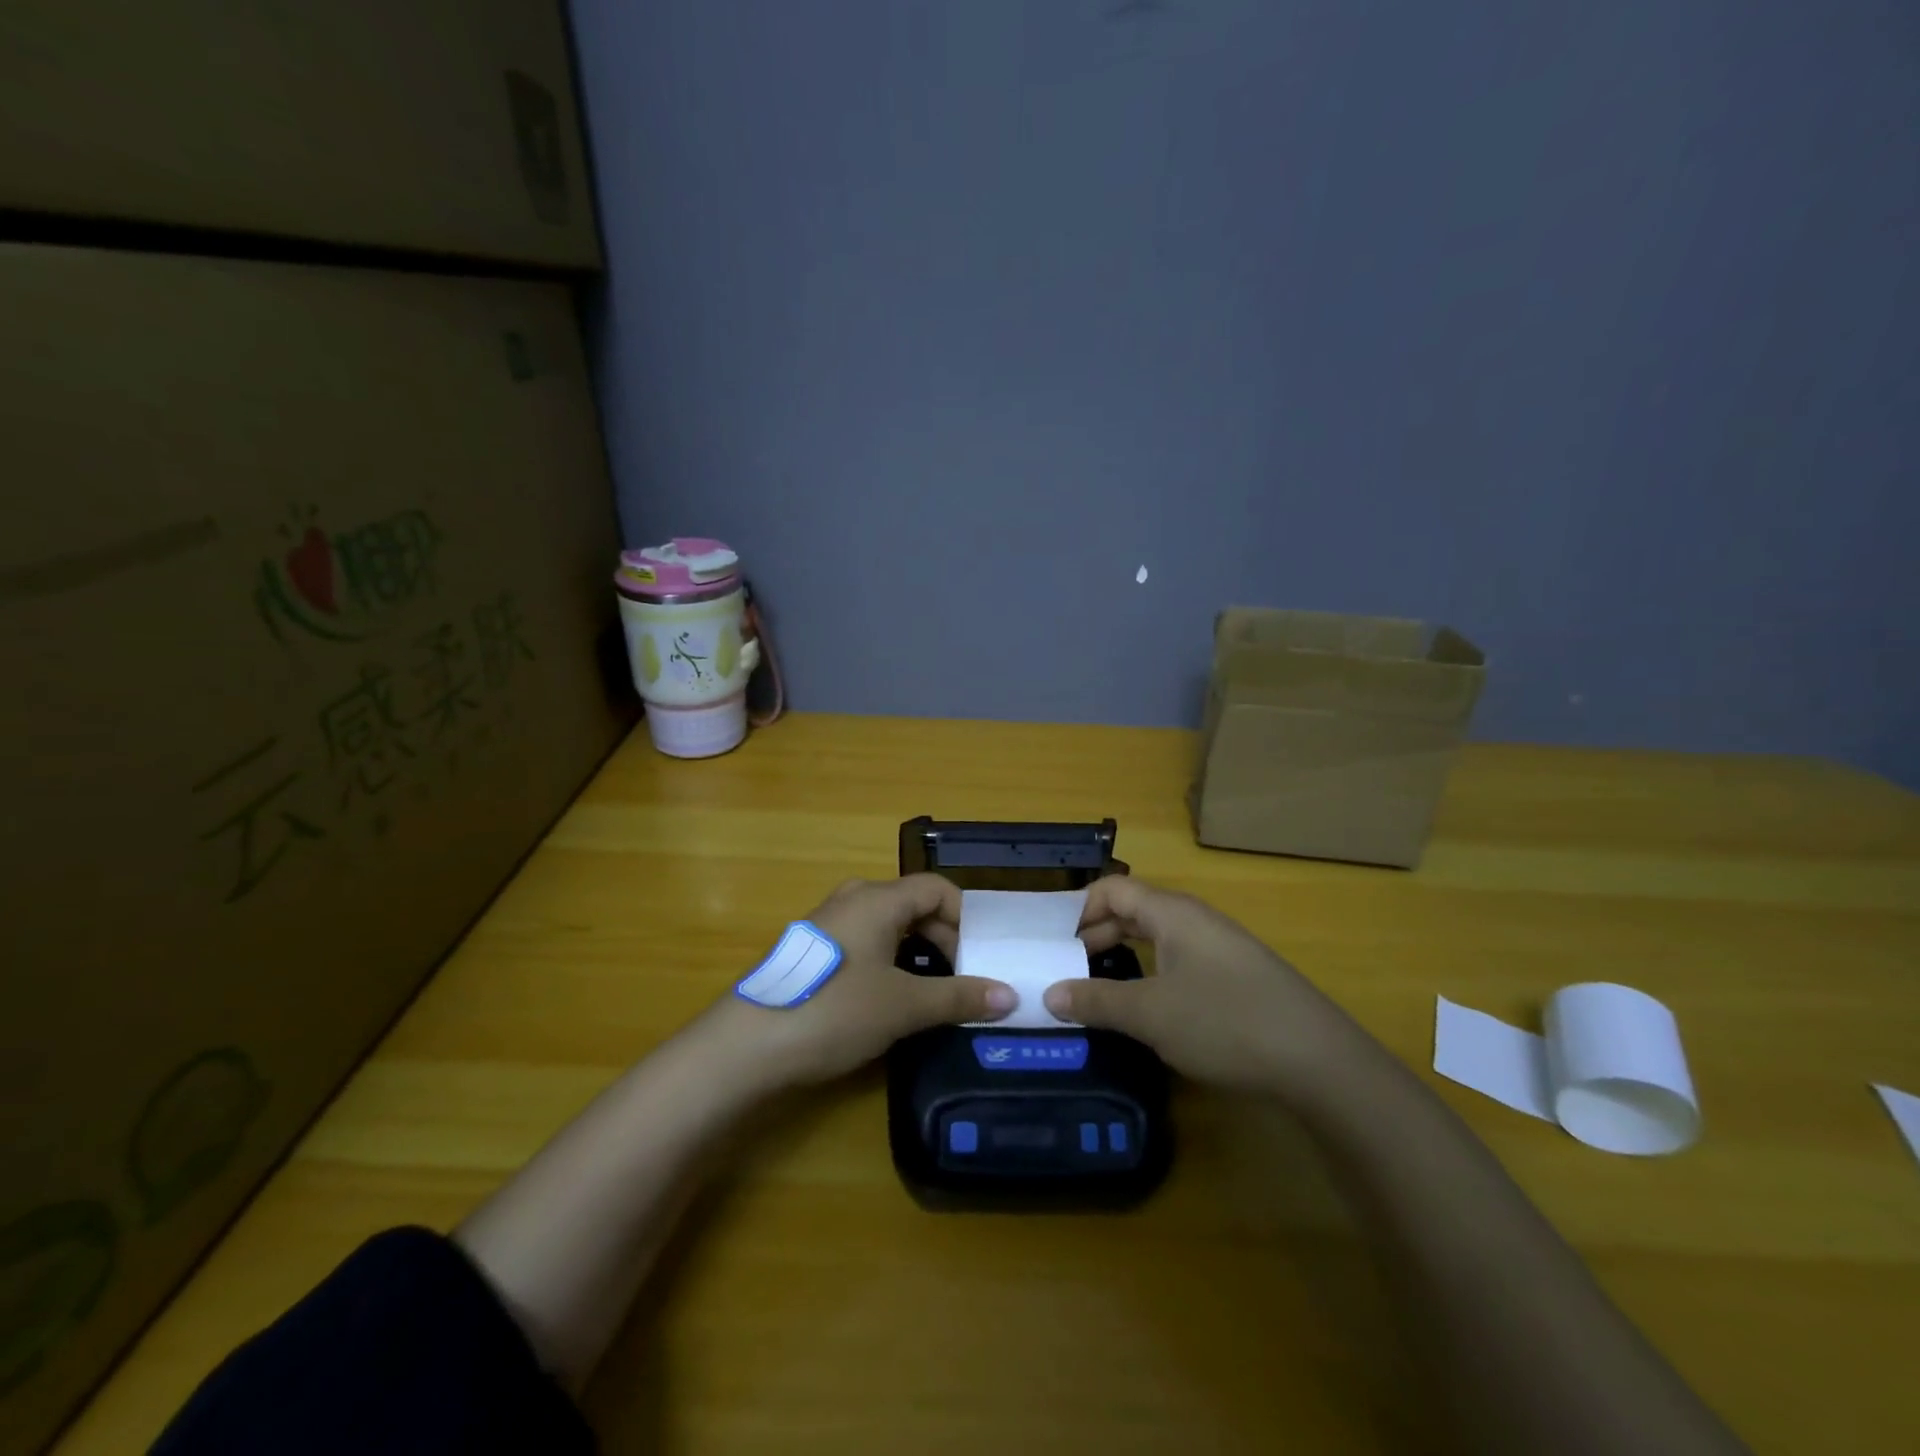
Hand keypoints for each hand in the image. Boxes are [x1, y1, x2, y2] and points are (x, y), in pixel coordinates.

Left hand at [719, 875, 1015, 1085]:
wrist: (746, 1047)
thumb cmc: (834, 1011)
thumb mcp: (904, 1006)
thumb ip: (959, 997)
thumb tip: (1010, 996)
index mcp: (877, 898)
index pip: (937, 888)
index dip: (966, 918)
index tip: (983, 957)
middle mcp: (853, 899)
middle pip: (914, 905)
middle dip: (945, 939)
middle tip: (965, 980)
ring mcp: (828, 924)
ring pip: (889, 927)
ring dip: (918, 954)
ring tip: (935, 993)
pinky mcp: (813, 952)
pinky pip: (866, 943)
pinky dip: (890, 963)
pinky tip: (891, 999)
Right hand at [1044, 876, 1363, 1095]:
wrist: (1319, 1061)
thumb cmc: (1224, 1021)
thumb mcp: (1149, 1014)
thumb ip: (1096, 1001)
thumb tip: (1050, 993)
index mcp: (1172, 913)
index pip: (1113, 889)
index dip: (1078, 909)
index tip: (1052, 941)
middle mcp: (1195, 920)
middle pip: (1133, 911)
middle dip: (1096, 935)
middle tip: (1065, 968)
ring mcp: (1220, 948)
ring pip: (1157, 939)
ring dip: (1123, 957)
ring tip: (1096, 987)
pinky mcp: (1237, 977)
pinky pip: (1179, 961)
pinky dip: (1151, 974)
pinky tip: (1147, 1007)